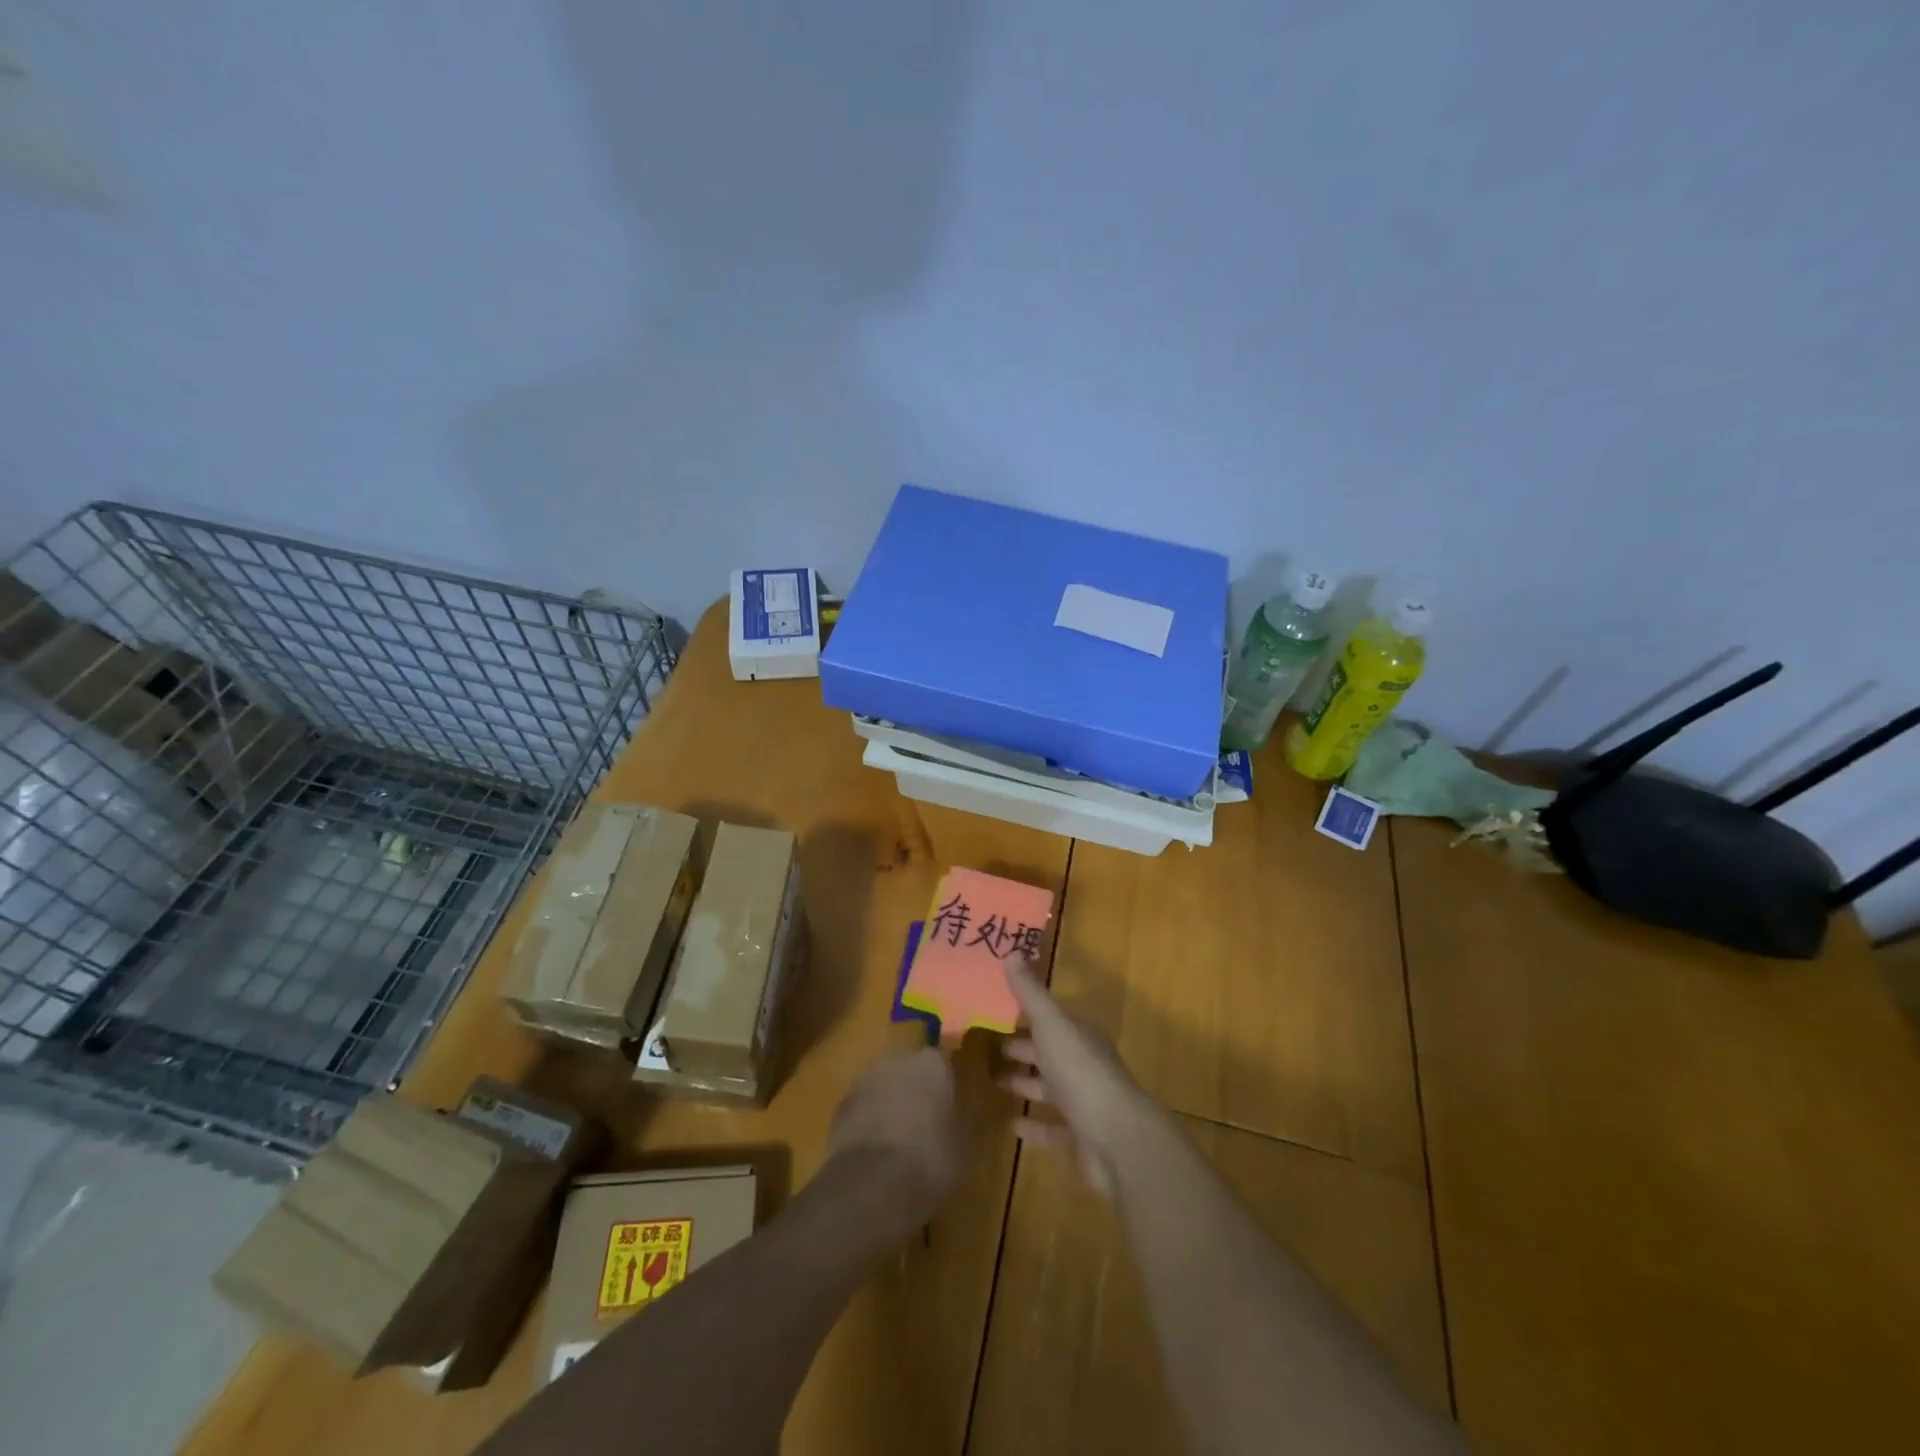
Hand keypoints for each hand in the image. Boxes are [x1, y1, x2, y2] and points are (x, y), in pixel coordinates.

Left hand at [826, 1048, 964, 1225]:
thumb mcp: (963, 1146)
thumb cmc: (930, 1160)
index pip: (942, 1063)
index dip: (945, 1086)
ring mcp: (864, 1079)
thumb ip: (959, 1121)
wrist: (872, 1184)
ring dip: (888, 1103)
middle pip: (909, 1069)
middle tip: (923, 1123)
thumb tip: (957, 1118)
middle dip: (914, 1090)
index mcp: (932, 1064)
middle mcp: (897, 1059)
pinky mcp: (840, 1105)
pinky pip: (861, 1107)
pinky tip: (874, 1152)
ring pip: (883, 1086)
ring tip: (896, 1140)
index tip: (949, 1108)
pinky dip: (867, 1122)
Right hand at [1000, 957, 1153, 1194]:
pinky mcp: (1079, 1137)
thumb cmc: (1081, 1072)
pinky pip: (1051, 1127)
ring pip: (1048, 1088)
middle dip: (1021, 1047)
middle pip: (1048, 1051)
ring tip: (993, 1080)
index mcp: (1079, 1035)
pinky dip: (1033, 1125)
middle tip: (988, 1045)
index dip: (1025, 1013)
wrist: (1117, 1139)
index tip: (995, 1009)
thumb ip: (1030, 993)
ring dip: (1024, 1083)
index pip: (1050, 1018)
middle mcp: (1083, 1064)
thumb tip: (1011, 951)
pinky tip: (1011, 1125)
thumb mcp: (1051, 1024)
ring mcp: (1083, 1102)